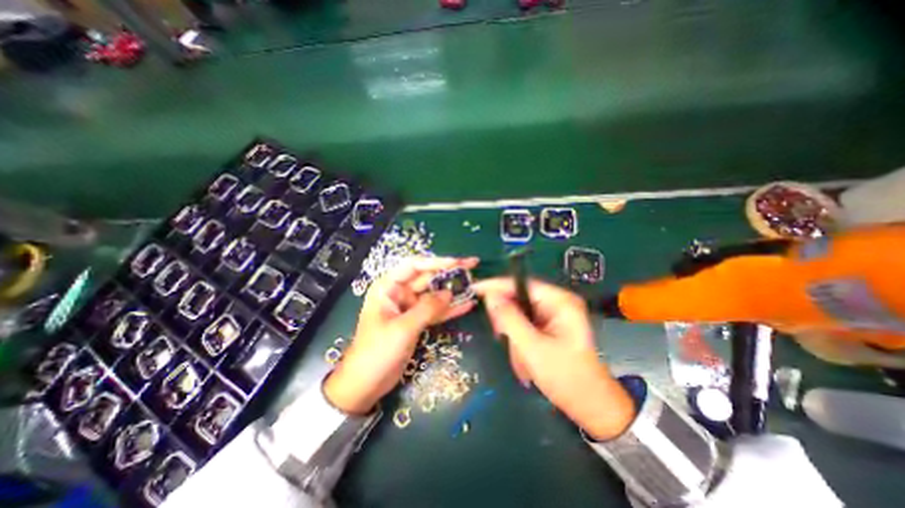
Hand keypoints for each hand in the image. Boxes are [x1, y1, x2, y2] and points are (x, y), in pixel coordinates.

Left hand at [326, 256, 479, 413]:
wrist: (365, 384)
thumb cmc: (377, 352)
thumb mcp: (403, 328)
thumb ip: (427, 308)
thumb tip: (449, 292)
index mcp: (388, 287)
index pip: (414, 266)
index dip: (437, 262)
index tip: (458, 262)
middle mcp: (399, 293)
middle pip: (427, 278)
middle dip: (449, 274)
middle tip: (472, 268)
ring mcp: (409, 308)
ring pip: (434, 295)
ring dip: (452, 291)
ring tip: (474, 284)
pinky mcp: (416, 322)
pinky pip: (435, 312)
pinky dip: (450, 309)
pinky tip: (467, 305)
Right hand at [476, 278, 630, 440]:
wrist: (592, 408)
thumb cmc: (566, 378)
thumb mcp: (532, 348)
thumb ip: (509, 319)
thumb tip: (490, 296)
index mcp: (560, 301)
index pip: (521, 284)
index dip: (496, 285)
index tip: (474, 289)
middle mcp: (558, 303)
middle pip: (519, 299)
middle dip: (508, 320)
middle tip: (501, 338)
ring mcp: (554, 315)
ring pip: (519, 314)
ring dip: (514, 335)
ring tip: (521, 358)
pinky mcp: (550, 327)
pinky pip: (524, 326)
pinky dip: (519, 341)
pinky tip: (524, 358)